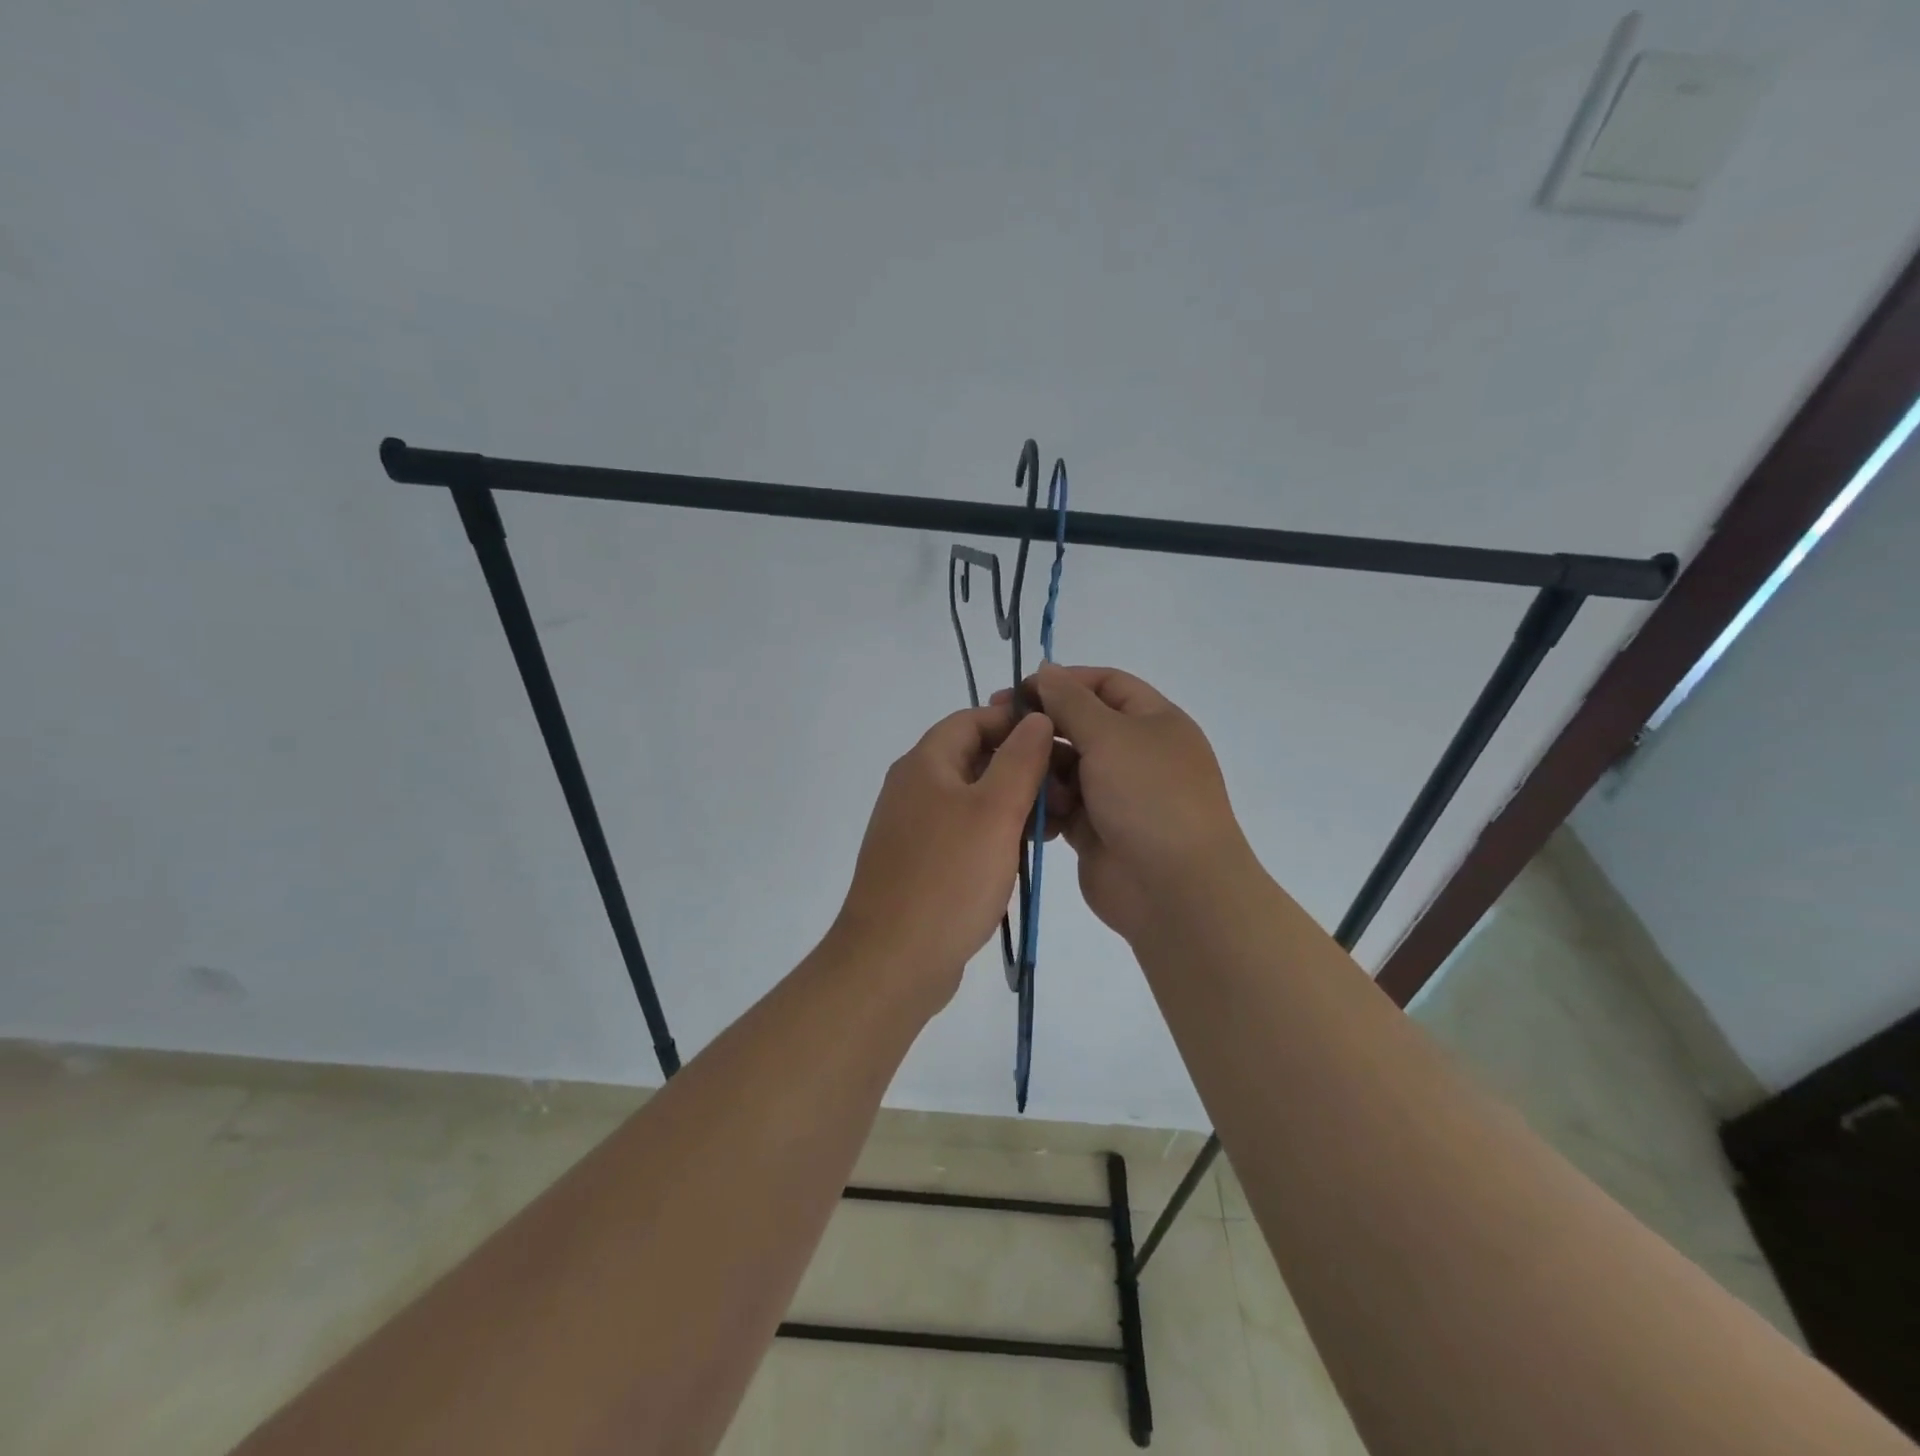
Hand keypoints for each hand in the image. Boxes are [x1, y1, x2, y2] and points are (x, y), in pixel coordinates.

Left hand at [832, 702, 1056, 1007]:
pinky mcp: (922, 863)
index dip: (1016, 722)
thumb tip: (1036, 719)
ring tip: (1055, 825)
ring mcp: (915, 828)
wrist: (893, 961)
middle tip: (1067, 790)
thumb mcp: (995, 811)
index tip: (1060, 741)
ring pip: (974, 798)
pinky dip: (996, 834)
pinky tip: (1025, 855)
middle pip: (975, 758)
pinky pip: (965, 832)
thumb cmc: (948, 878)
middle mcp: (914, 788)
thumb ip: (1020, 760)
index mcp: (924, 764)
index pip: (973, 719)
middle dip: (1023, 767)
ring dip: (1014, 804)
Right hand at [1011, 663, 1253, 943]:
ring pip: (1066, 768)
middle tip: (997, 729)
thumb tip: (1047, 670)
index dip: (1064, 681)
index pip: (1106, 684)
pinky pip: (1061, 806)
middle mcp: (1136, 753)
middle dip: (1043, 727)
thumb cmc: (1148, 797)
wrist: (1174, 890)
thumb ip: (1071, 701)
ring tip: (1021, 779)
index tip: (1019, 690)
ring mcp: (1116, 794)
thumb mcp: (1111, 735)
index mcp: (1154, 721)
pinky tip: (1028, 810)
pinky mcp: (1095, 830)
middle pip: (1080, 726)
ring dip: (1042, 770)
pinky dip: (1044, 805)